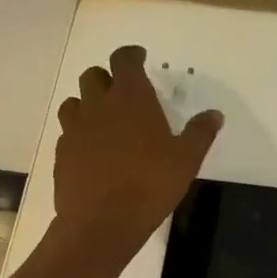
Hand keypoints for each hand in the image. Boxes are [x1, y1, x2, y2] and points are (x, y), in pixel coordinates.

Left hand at [51, 45, 221, 262]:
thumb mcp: (186, 161)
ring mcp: (75, 129)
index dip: (131, 55)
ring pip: (75, 103)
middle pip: (94, 76)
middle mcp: (98, 105)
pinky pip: (68, 134)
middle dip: (108, 79)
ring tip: (103, 121)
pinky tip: (92, 152)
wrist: (102, 222)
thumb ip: (200, 133)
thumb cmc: (150, 185)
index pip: (124, 60)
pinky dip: (79, 135)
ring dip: (88, 105)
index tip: (139, 58)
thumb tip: (215, 114)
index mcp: (131, 97)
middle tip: (122, 93)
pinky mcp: (62, 154)